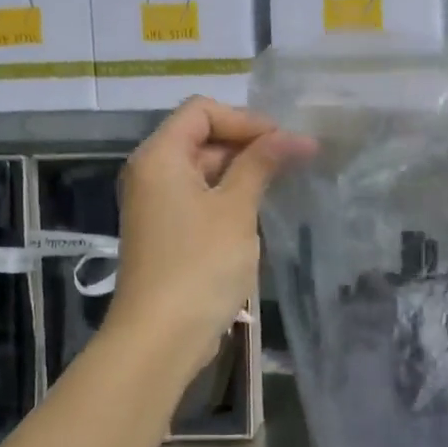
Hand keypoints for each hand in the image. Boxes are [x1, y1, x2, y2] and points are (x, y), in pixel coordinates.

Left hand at [108, 97, 313, 376]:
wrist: (162, 335)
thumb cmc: (200, 263)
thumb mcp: (236, 208)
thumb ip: (262, 164)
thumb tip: (295, 136)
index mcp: (160, 156)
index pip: (202, 110)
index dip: (246, 120)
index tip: (285, 143)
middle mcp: (152, 173)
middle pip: (202, 137)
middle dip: (249, 145)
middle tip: (295, 162)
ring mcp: (158, 205)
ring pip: (204, 170)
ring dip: (243, 172)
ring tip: (285, 184)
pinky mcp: (169, 233)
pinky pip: (201, 199)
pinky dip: (230, 197)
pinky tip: (260, 211)